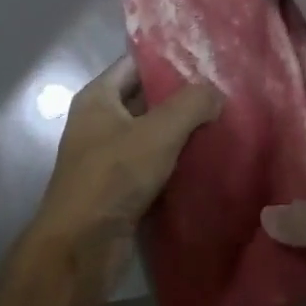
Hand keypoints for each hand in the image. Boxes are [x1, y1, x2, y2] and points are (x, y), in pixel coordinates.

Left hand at [30, 57, 220, 305]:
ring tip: (224, 118)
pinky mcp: (120, 187)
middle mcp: (100, 121)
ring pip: (152, 132)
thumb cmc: (113, 177)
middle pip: (146, 97)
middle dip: (182, 94)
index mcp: (98, 97)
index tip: (207, 56)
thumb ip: (191, 104)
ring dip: (183, 129)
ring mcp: (108, 156)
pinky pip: (153, 163)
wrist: (81, 249)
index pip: (136, 63)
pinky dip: (177, 159)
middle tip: (224, 88)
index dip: (169, 57)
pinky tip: (209, 156)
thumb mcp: (158, 132)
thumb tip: (217, 92)